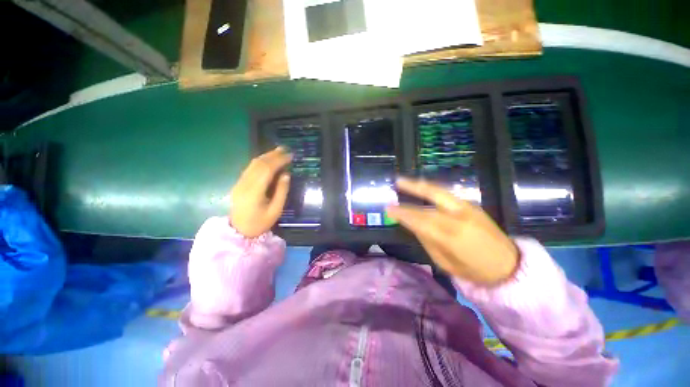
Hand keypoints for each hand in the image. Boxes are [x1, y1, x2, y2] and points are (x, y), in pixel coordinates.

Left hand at [230, 147, 291, 237]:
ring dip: (266, 156)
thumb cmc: (260, 223)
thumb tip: (286, 174)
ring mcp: (240, 183)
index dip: (279, 160)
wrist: (238, 231)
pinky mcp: (239, 183)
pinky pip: (250, 168)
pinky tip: (268, 160)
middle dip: (273, 155)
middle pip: (259, 164)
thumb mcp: (275, 210)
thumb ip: (281, 192)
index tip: (290, 156)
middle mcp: (245, 183)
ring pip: (253, 164)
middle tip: (285, 149)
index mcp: (254, 191)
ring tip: (278, 151)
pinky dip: (260, 161)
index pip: (267, 170)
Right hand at [386, 178, 518, 284]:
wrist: (509, 266)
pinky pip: (447, 195)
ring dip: (421, 185)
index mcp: (452, 236)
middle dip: (412, 187)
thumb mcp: (445, 263)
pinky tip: (423, 189)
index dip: (402, 213)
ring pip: (440, 191)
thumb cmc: (474, 270)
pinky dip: (432, 190)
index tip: (388, 209)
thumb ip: (427, 241)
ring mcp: (468, 208)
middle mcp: (460, 216)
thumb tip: (413, 225)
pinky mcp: (472, 205)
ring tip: (406, 181)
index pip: (420, 220)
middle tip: (397, 181)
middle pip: (432, 196)